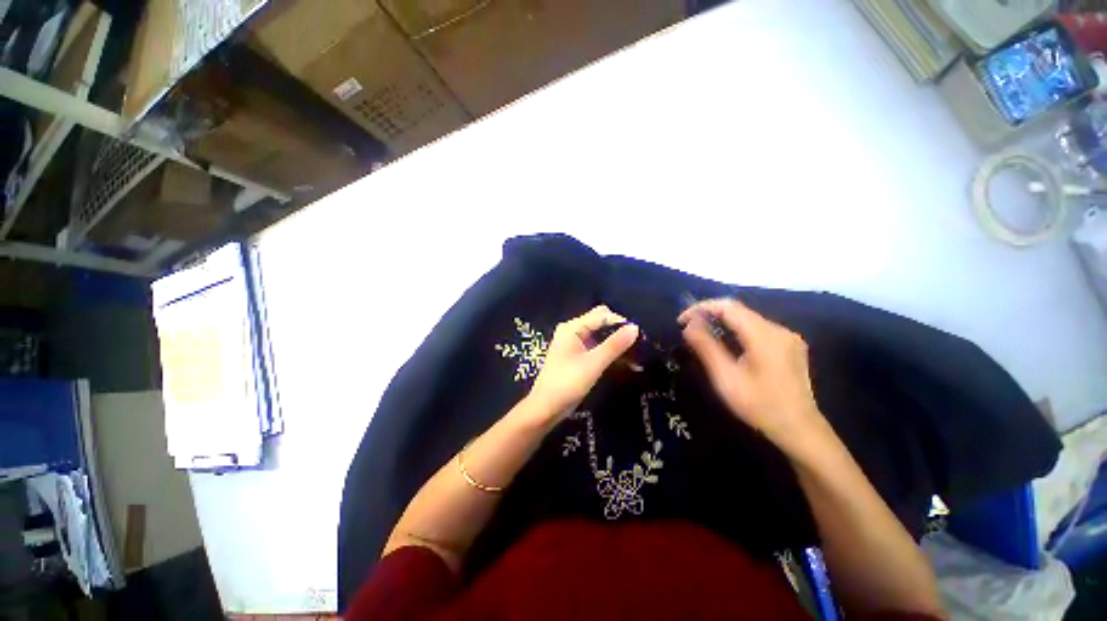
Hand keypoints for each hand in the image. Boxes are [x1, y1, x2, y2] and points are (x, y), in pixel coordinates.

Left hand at [527, 305, 638, 421]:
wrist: (547, 408)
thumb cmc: (567, 383)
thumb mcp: (593, 363)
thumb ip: (614, 345)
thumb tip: (635, 327)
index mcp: (572, 328)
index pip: (602, 316)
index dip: (621, 322)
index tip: (641, 335)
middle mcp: (573, 331)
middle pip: (602, 323)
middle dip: (620, 331)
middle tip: (640, 344)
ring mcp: (575, 343)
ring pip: (601, 336)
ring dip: (617, 344)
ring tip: (639, 355)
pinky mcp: (578, 356)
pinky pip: (598, 347)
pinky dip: (611, 353)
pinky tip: (628, 363)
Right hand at [680, 298, 824, 451]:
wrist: (800, 430)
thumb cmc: (759, 405)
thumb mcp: (726, 378)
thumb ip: (707, 347)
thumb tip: (689, 324)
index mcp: (764, 335)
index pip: (728, 306)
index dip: (701, 308)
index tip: (681, 320)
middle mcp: (779, 329)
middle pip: (739, 311)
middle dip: (710, 314)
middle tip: (688, 328)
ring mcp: (787, 337)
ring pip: (748, 319)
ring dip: (722, 322)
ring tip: (702, 334)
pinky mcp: (790, 346)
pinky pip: (758, 329)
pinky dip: (737, 330)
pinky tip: (727, 344)